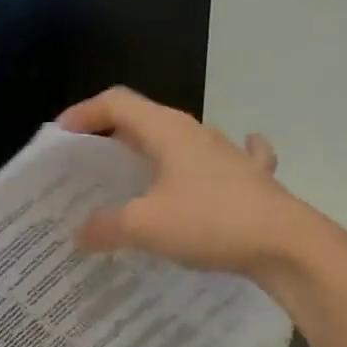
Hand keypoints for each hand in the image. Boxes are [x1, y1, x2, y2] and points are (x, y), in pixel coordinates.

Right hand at [57, 87, 300, 276]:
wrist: (285, 243)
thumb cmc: (209, 222)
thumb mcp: (145, 226)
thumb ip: (106, 226)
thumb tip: (81, 233)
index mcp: (167, 131)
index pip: (117, 103)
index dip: (84, 113)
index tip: (61, 136)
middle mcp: (197, 132)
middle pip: (146, 122)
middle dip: (113, 138)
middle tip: (89, 166)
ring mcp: (228, 153)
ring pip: (181, 142)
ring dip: (155, 153)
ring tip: (136, 176)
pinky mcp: (251, 178)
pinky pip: (226, 160)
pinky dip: (211, 162)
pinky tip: (220, 164)